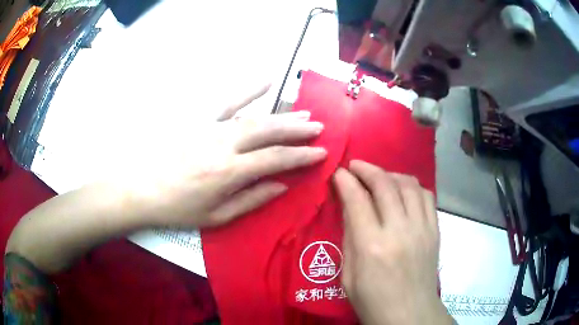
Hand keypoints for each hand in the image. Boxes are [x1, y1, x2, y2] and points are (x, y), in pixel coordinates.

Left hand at [138, 85, 326, 227]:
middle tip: (319, 127)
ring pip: (254, 117)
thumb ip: (251, 200)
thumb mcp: (217, 216)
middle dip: (297, 130)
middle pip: (268, 132)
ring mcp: (211, 128)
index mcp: (228, 172)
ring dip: (282, 116)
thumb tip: (281, 185)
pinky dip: (249, 91)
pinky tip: (267, 81)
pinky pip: (227, 102)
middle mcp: (223, 145)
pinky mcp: (200, 119)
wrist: (144, 189)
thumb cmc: (179, 208)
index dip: (301, 156)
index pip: (275, 159)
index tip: (321, 152)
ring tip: (304, 114)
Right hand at [333, 160, 450, 324]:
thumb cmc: (372, 301)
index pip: (357, 200)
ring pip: (409, 184)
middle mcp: (400, 231)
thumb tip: (349, 207)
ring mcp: (422, 228)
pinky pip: (426, 196)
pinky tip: (403, 191)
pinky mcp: (435, 230)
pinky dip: (412, 187)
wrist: (409, 314)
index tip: (338, 172)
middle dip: (367, 169)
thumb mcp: (348, 276)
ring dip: (391, 174)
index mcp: (372, 247)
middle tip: (355, 166)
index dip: (346, 181)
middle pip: (385, 184)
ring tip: (379, 177)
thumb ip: (349, 239)